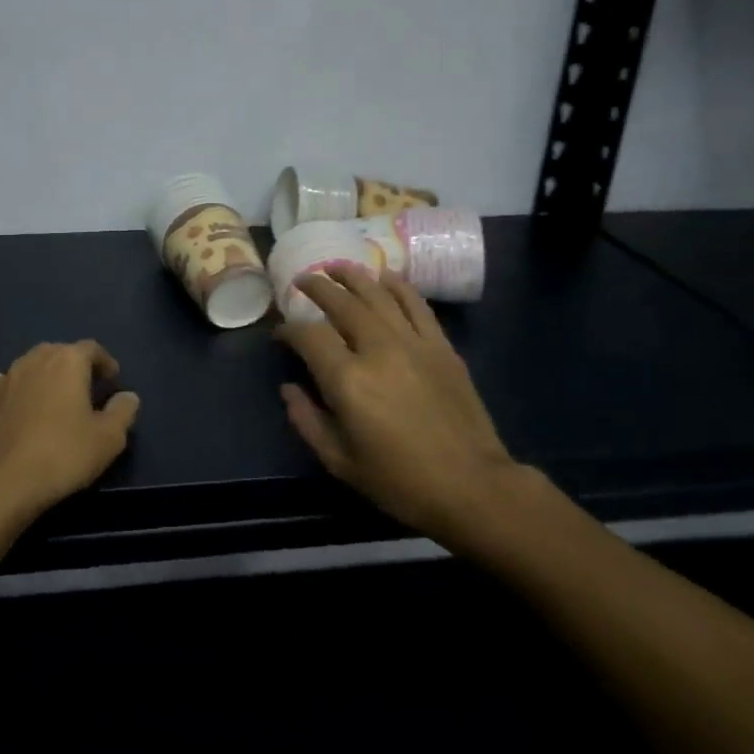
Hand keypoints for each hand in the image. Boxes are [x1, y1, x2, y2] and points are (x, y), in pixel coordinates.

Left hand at [0, 341, 140, 526]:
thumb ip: (123, 412)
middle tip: (87, 389)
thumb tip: (128, 396)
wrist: (2, 483)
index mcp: (67, 361)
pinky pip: (8, 385)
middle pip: (60, 352)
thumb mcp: (108, 439)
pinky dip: (20, 391)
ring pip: (32, 366)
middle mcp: (34, 360)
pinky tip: (23, 409)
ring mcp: (5, 378)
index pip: (92, 349)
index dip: (105, 362)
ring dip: (46, 377)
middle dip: (75, 366)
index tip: (113, 381)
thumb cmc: (63, 455)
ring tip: (56, 401)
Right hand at [278, 267, 524, 549]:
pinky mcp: (441, 347)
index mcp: (347, 380)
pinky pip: (416, 305)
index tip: (280, 335)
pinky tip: (385, 277)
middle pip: (341, 303)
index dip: (289, 330)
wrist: (472, 487)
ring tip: (335, 266)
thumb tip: (288, 390)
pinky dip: (398, 286)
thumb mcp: (339, 462)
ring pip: (378, 294)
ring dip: (353, 276)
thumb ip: (307, 420)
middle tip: (302, 281)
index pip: (309, 336)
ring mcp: (413, 343)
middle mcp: (378, 350)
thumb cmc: (400, 481)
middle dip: (317, 288)